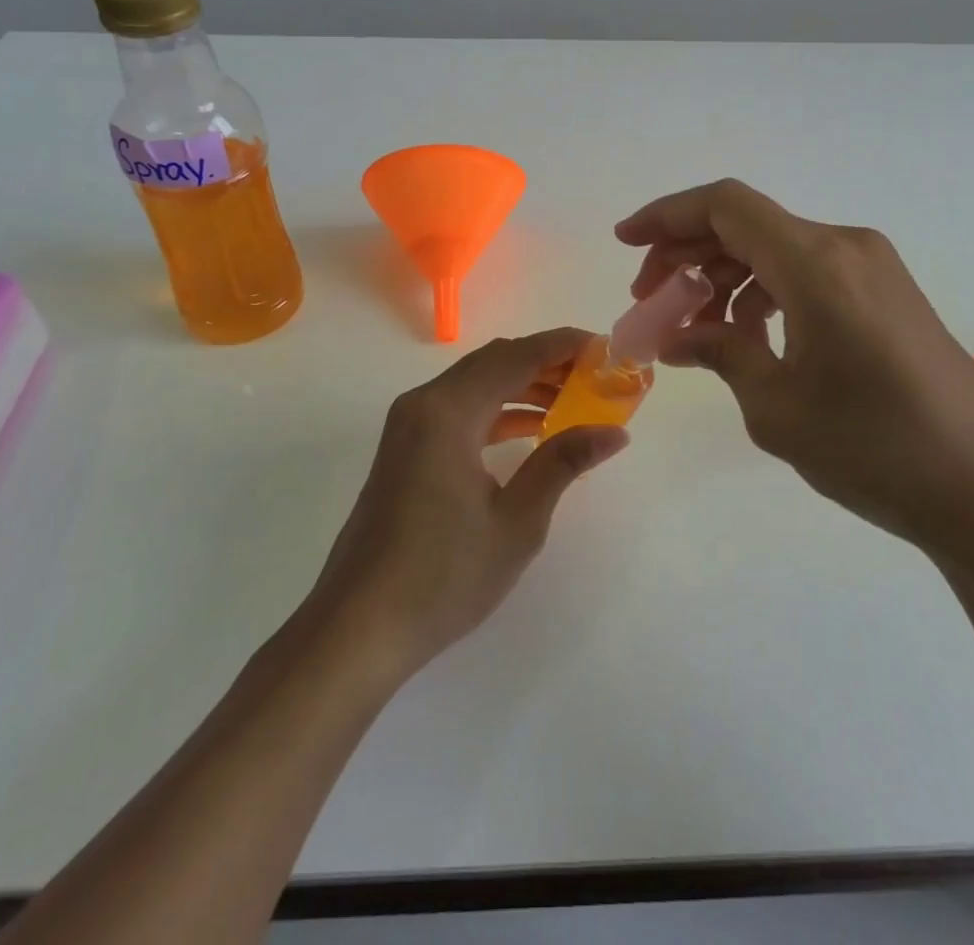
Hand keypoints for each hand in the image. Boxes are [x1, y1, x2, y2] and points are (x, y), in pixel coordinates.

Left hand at [303, 329, 628, 677]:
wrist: (358, 627)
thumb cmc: (442, 575)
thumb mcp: (516, 521)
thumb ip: (563, 463)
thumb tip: (614, 433)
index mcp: (448, 411)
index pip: (516, 357)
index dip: (563, 346)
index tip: (606, 348)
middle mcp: (424, 403)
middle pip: (494, 362)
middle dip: (547, 363)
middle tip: (596, 376)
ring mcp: (409, 425)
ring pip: (476, 384)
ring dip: (523, 386)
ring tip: (574, 402)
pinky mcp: (405, 448)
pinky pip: (460, 410)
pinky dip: (498, 410)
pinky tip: (532, 429)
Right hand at [616, 179, 973, 551]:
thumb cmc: (874, 446)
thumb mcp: (775, 405)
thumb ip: (720, 353)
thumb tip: (675, 338)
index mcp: (814, 261)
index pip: (723, 206)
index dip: (665, 215)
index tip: (624, 243)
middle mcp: (844, 247)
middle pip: (745, 224)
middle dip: (687, 254)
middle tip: (650, 301)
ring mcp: (871, 268)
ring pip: (775, 248)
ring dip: (724, 276)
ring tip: (693, 328)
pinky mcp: (886, 294)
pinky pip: (806, 272)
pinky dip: (763, 292)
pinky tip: (747, 336)